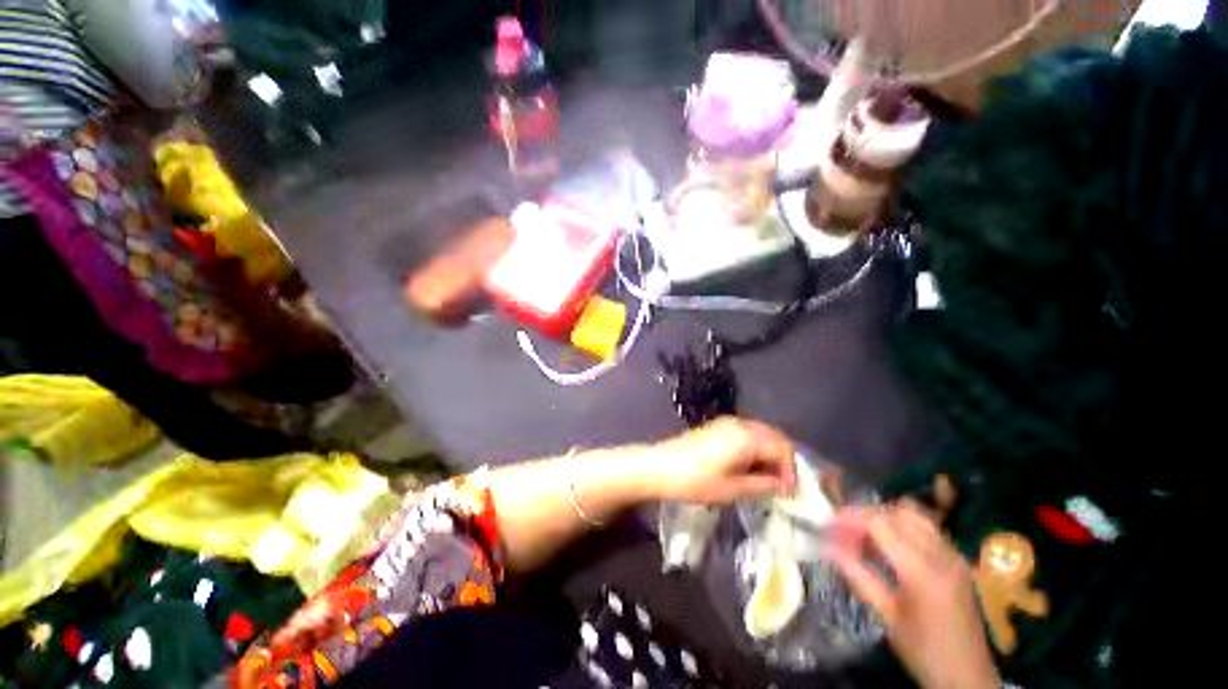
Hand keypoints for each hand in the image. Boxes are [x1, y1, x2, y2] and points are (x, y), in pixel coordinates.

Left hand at [647, 417, 796, 503]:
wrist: (660, 466)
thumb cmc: (696, 480)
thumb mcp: (733, 489)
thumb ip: (763, 485)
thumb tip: (782, 485)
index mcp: (746, 437)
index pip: (782, 448)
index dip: (791, 471)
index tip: (789, 494)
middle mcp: (740, 423)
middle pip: (774, 436)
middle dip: (783, 460)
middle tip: (782, 486)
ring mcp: (727, 422)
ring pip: (761, 433)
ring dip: (770, 453)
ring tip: (768, 479)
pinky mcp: (717, 426)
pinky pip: (747, 433)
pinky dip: (756, 448)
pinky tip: (750, 466)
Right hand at [826, 501, 999, 688]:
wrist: (968, 676)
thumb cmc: (923, 650)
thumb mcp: (887, 616)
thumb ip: (858, 576)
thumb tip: (828, 547)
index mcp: (922, 571)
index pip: (879, 524)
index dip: (850, 518)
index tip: (828, 523)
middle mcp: (942, 555)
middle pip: (897, 513)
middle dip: (865, 514)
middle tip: (843, 527)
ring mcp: (954, 556)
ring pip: (915, 515)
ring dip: (885, 516)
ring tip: (864, 531)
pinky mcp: (958, 561)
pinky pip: (928, 528)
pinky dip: (903, 525)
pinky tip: (889, 542)